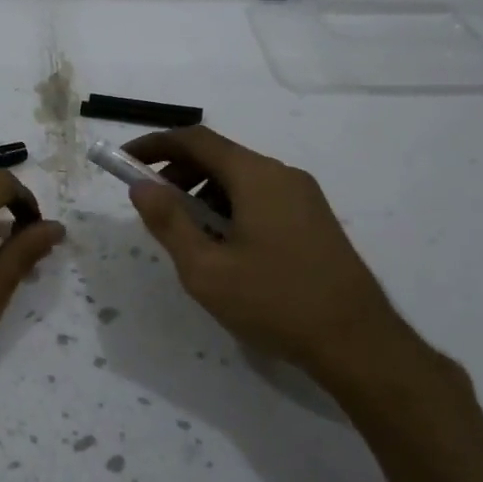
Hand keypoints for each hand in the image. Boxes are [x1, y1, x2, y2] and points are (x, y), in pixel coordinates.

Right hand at [124, 127, 442, 410]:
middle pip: (218, 155)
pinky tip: (224, 247)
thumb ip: (169, 223)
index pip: (195, 139)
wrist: (357, 342)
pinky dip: (229, 206)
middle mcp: (282, 175)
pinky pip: (260, 196)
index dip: (155, 144)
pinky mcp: (313, 219)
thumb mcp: (206, 269)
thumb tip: (141, 186)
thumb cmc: (275, 302)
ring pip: (240, 178)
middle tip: (152, 205)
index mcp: (256, 176)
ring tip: (186, 234)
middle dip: (177, 172)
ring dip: (203, 192)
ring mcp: (303, 196)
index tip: (124, 160)